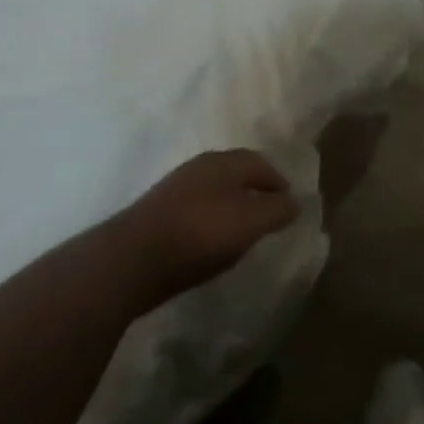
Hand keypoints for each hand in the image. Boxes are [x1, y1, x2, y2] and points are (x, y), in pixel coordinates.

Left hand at [116, 149, 299, 297]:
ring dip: (231, 206)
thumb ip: (278, 210)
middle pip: (236, 174)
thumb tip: (294, 202)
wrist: (129, 261)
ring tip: (242, 230)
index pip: (261, 163)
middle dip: (255, 190)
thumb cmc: (200, 233)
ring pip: (214, 192)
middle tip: (269, 214)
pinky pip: (195, 211)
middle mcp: (199, 167)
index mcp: (224, 162)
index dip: (278, 182)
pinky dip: (210, 221)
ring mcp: (174, 190)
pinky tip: (211, 242)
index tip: (290, 204)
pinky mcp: (156, 214)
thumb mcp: (251, 222)